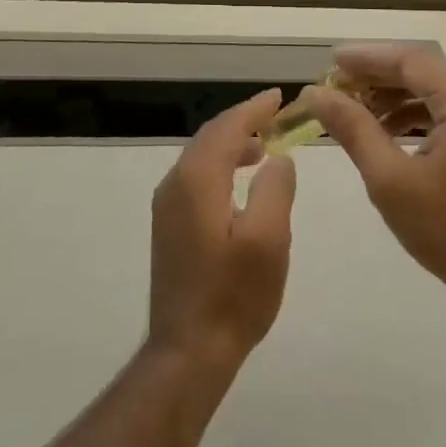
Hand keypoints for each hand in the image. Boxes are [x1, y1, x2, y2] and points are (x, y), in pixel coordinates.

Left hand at [148, 89, 296, 374]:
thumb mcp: (268, 240)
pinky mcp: (168, 226)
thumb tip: (277, 158)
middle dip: (242, 122)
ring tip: (264, 146)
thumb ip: (275, 189)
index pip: (226, 128)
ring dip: (231, 144)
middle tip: (275, 116)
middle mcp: (175, 184)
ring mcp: (167, 206)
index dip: (253, 109)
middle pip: (210, 137)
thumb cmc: (233, 295)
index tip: (279, 96)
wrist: (188, 350)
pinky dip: (219, 165)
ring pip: (200, 157)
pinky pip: (195, 177)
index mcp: (197, 180)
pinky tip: (239, 181)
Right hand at [300, 45, 445, 317]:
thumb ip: (353, 129)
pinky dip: (420, 112)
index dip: (367, 57)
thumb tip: (316, 93)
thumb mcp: (390, 180)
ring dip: (398, 94)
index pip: (411, 60)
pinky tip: (391, 129)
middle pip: (426, 70)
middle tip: (338, 85)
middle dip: (380, 75)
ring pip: (439, 89)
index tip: (331, 61)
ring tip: (357, 109)